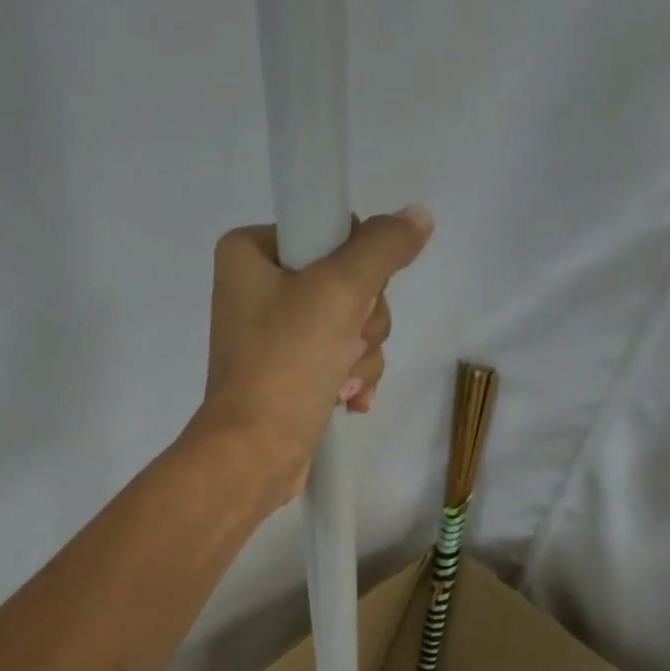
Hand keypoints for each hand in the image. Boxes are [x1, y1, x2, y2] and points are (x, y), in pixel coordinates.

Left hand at [199, 207, 433, 496]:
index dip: (357, 266)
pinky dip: (351, 378)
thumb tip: (418, 216)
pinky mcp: (289, 374)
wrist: (254, 453)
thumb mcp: (338, 290)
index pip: (331, 231)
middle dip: (361, 322)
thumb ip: (383, 246)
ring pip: (351, 324)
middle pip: (348, 282)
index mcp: (251, 253)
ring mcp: (275, 336)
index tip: (351, 300)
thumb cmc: (286, 364)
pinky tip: (348, 400)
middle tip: (344, 347)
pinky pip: (339, 359)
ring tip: (340, 382)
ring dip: (361, 355)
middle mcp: (259, 289)